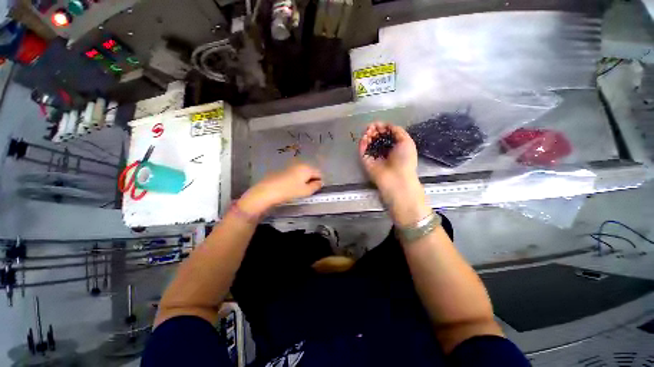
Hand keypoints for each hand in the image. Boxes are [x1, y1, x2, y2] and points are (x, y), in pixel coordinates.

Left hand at [239, 163, 322, 214]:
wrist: (267, 191)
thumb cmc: (289, 191)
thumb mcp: (306, 191)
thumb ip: (315, 186)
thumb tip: (320, 182)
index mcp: (307, 168)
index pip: (319, 173)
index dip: (319, 182)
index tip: (315, 190)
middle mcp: (299, 164)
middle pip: (310, 172)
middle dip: (311, 180)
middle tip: (307, 191)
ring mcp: (290, 166)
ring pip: (302, 173)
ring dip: (303, 180)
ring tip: (298, 190)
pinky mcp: (283, 170)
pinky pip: (294, 174)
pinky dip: (295, 179)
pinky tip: (290, 187)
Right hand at [359, 122, 430, 224]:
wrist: (396, 178)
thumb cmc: (405, 160)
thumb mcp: (406, 141)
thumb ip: (397, 131)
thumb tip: (387, 125)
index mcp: (394, 146)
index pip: (385, 135)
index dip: (382, 128)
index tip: (379, 124)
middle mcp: (383, 150)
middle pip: (375, 137)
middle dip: (374, 130)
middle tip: (372, 127)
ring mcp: (373, 156)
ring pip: (368, 143)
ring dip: (367, 135)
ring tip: (369, 131)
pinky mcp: (365, 161)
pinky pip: (362, 150)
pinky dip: (362, 143)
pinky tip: (364, 137)